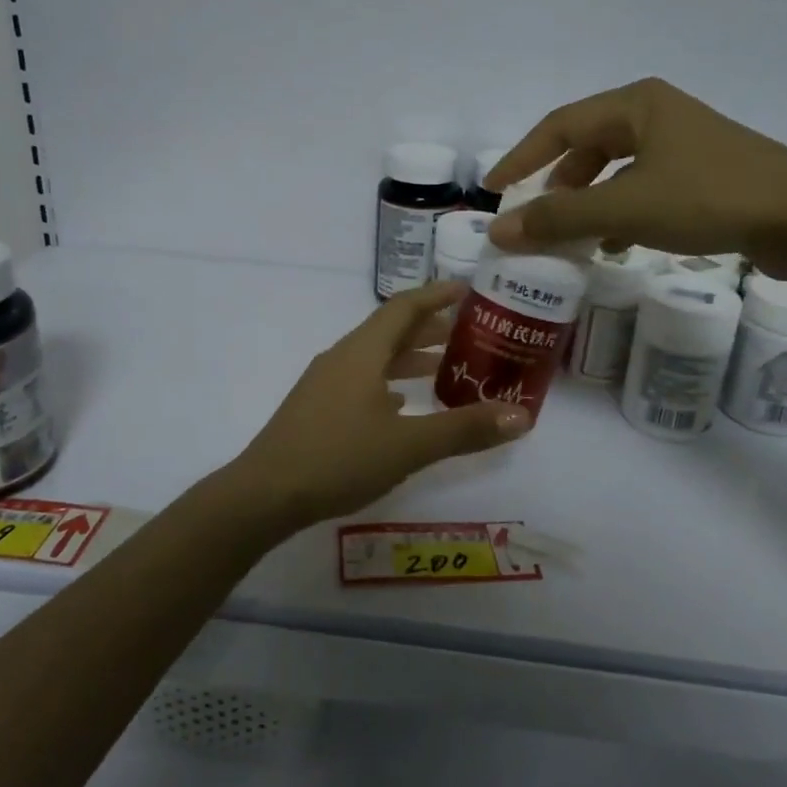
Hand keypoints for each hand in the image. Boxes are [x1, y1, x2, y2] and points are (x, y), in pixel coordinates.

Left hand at [228, 281, 530, 527]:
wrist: (264, 495)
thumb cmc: (339, 458)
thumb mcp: (409, 446)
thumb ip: (464, 429)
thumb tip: (522, 416)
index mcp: (363, 352)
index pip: (405, 307)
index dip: (437, 295)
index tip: (468, 290)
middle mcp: (342, 358)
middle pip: (390, 331)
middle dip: (430, 329)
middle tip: (470, 334)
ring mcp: (324, 384)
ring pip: (375, 358)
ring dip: (409, 358)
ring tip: (444, 369)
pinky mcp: (316, 409)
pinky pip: (360, 382)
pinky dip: (388, 384)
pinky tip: (402, 406)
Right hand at [484, 77, 786, 265]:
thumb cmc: (706, 198)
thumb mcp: (624, 208)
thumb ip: (558, 220)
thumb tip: (498, 231)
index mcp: (635, 104)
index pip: (559, 125)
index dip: (521, 157)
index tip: (493, 188)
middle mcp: (656, 114)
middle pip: (587, 145)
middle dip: (557, 183)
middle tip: (537, 217)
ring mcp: (683, 143)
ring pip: (615, 169)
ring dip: (588, 201)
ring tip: (571, 235)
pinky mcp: (702, 173)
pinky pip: (642, 187)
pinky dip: (619, 212)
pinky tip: (616, 243)